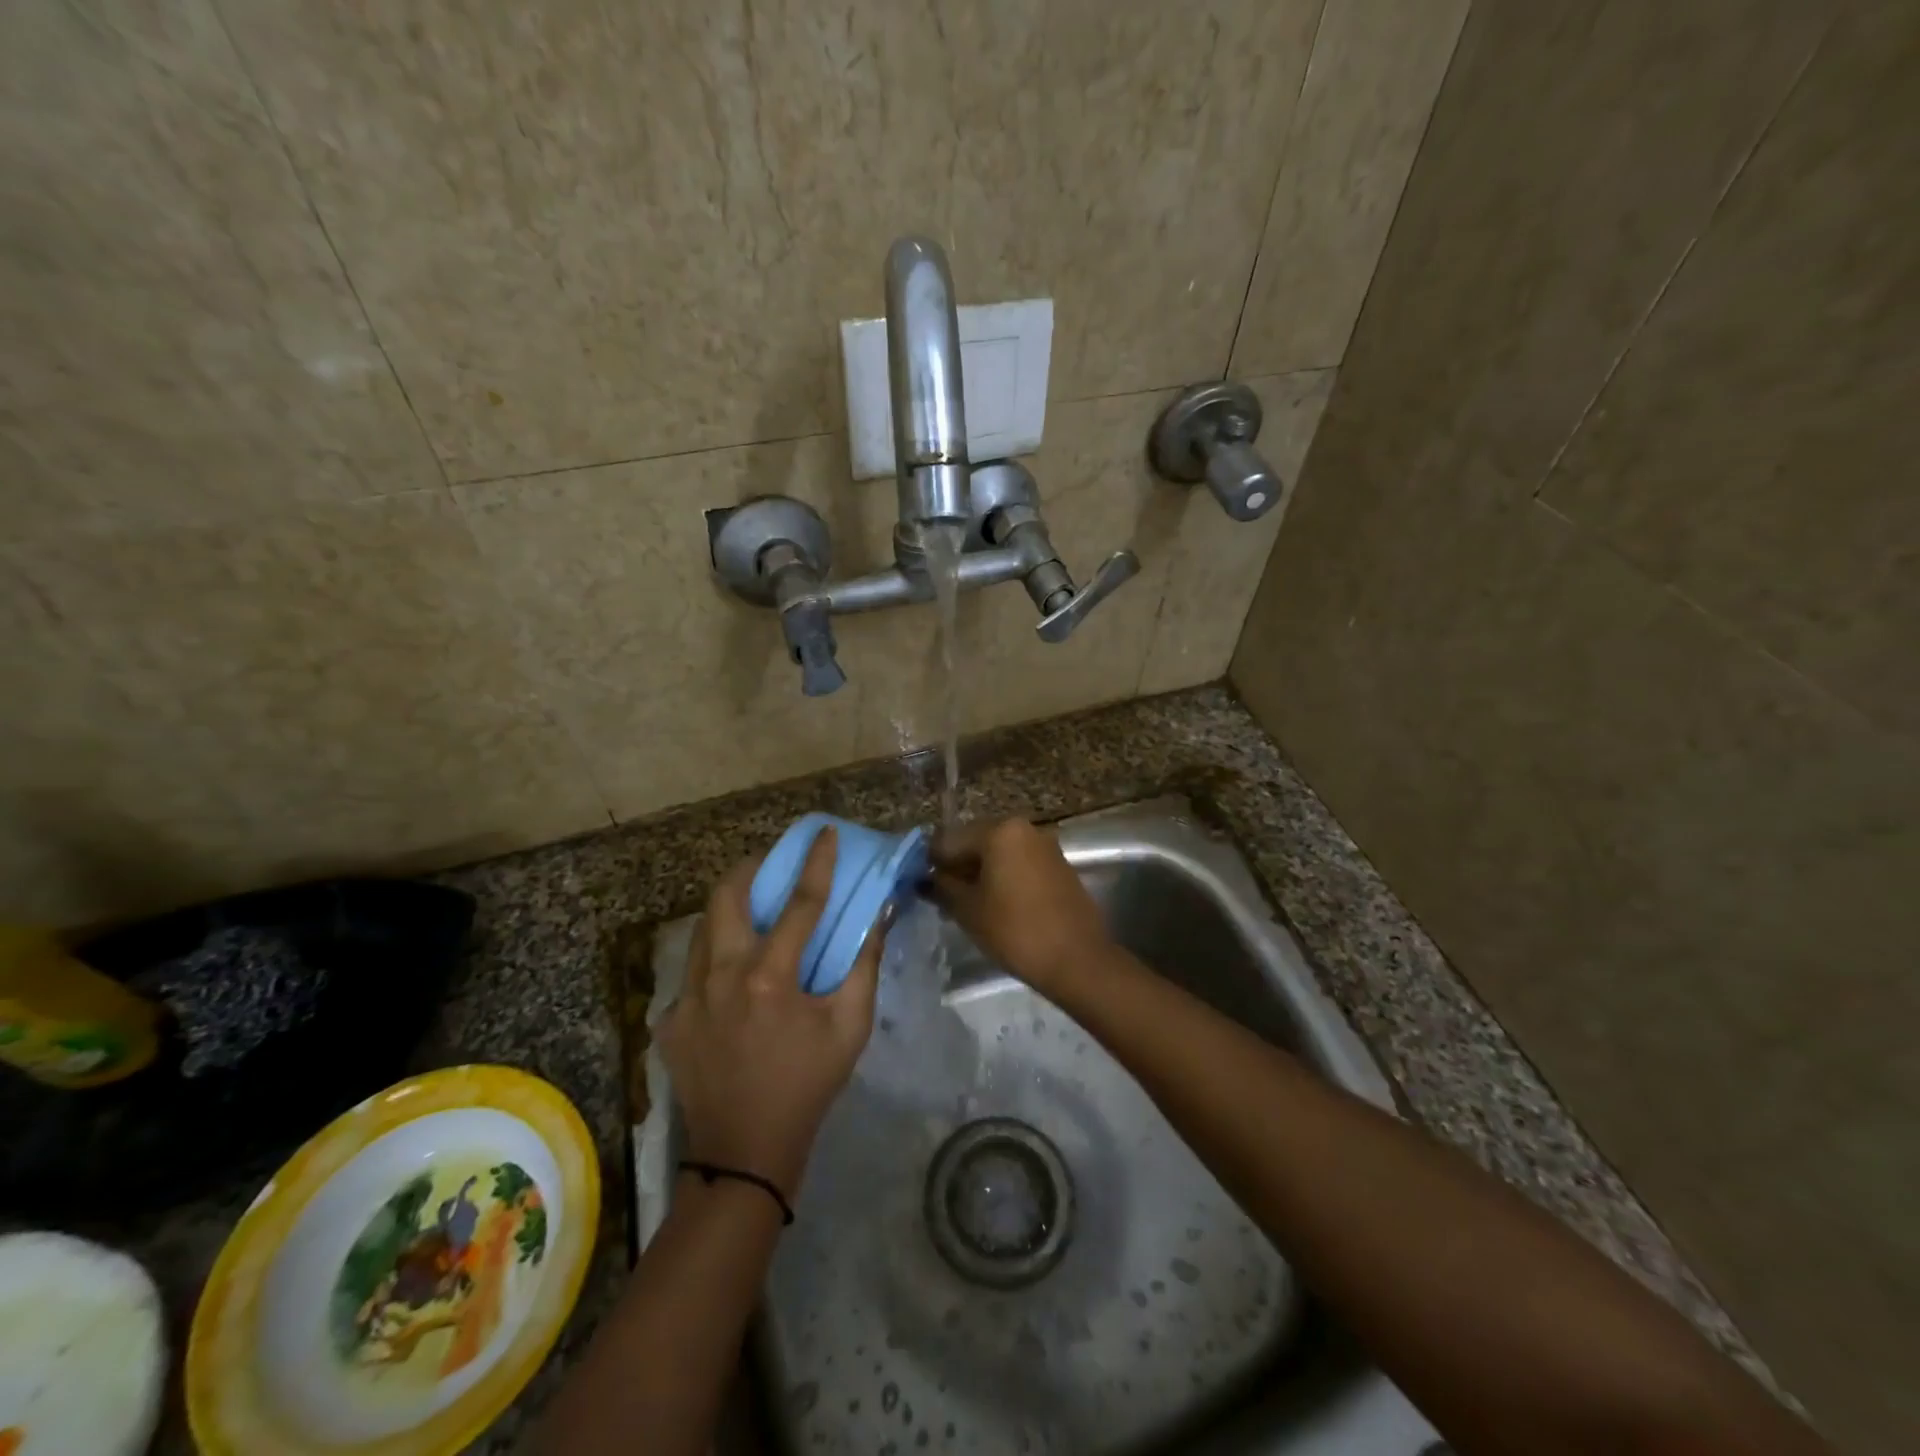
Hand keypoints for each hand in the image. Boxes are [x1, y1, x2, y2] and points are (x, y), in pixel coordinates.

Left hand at [658, 828, 884, 1200]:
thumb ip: (863, 964)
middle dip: (748, 868)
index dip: (816, 862)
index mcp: (770, 977)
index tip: (823, 832)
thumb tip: (878, 915)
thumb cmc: (808, 1084)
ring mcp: (687, 998)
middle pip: (726, 897)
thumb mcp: (850, 1026)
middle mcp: (721, 976)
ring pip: (702, 928)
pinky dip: (715, 958)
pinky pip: (692, 971)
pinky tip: (733, 976)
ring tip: (752, 909)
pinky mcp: (670, 1020)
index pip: (800, 902)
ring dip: (729, 908)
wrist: (744, 1151)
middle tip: (769, 863)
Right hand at [928, 818, 1109, 993]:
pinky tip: (996, 906)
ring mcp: (1045, 846)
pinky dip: (1004, 879)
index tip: (921, 887)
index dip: (932, 864)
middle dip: (958, 868)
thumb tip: (926, 878)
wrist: (1077, 960)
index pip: (950, 840)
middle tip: (943, 899)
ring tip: (968, 906)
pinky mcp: (1059, 866)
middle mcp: (1024, 829)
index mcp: (999, 831)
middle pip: (977, 843)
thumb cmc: (1015, 930)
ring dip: (981, 874)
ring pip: (1000, 855)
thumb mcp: (968, 910)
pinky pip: (1020, 865)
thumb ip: (943, 887)